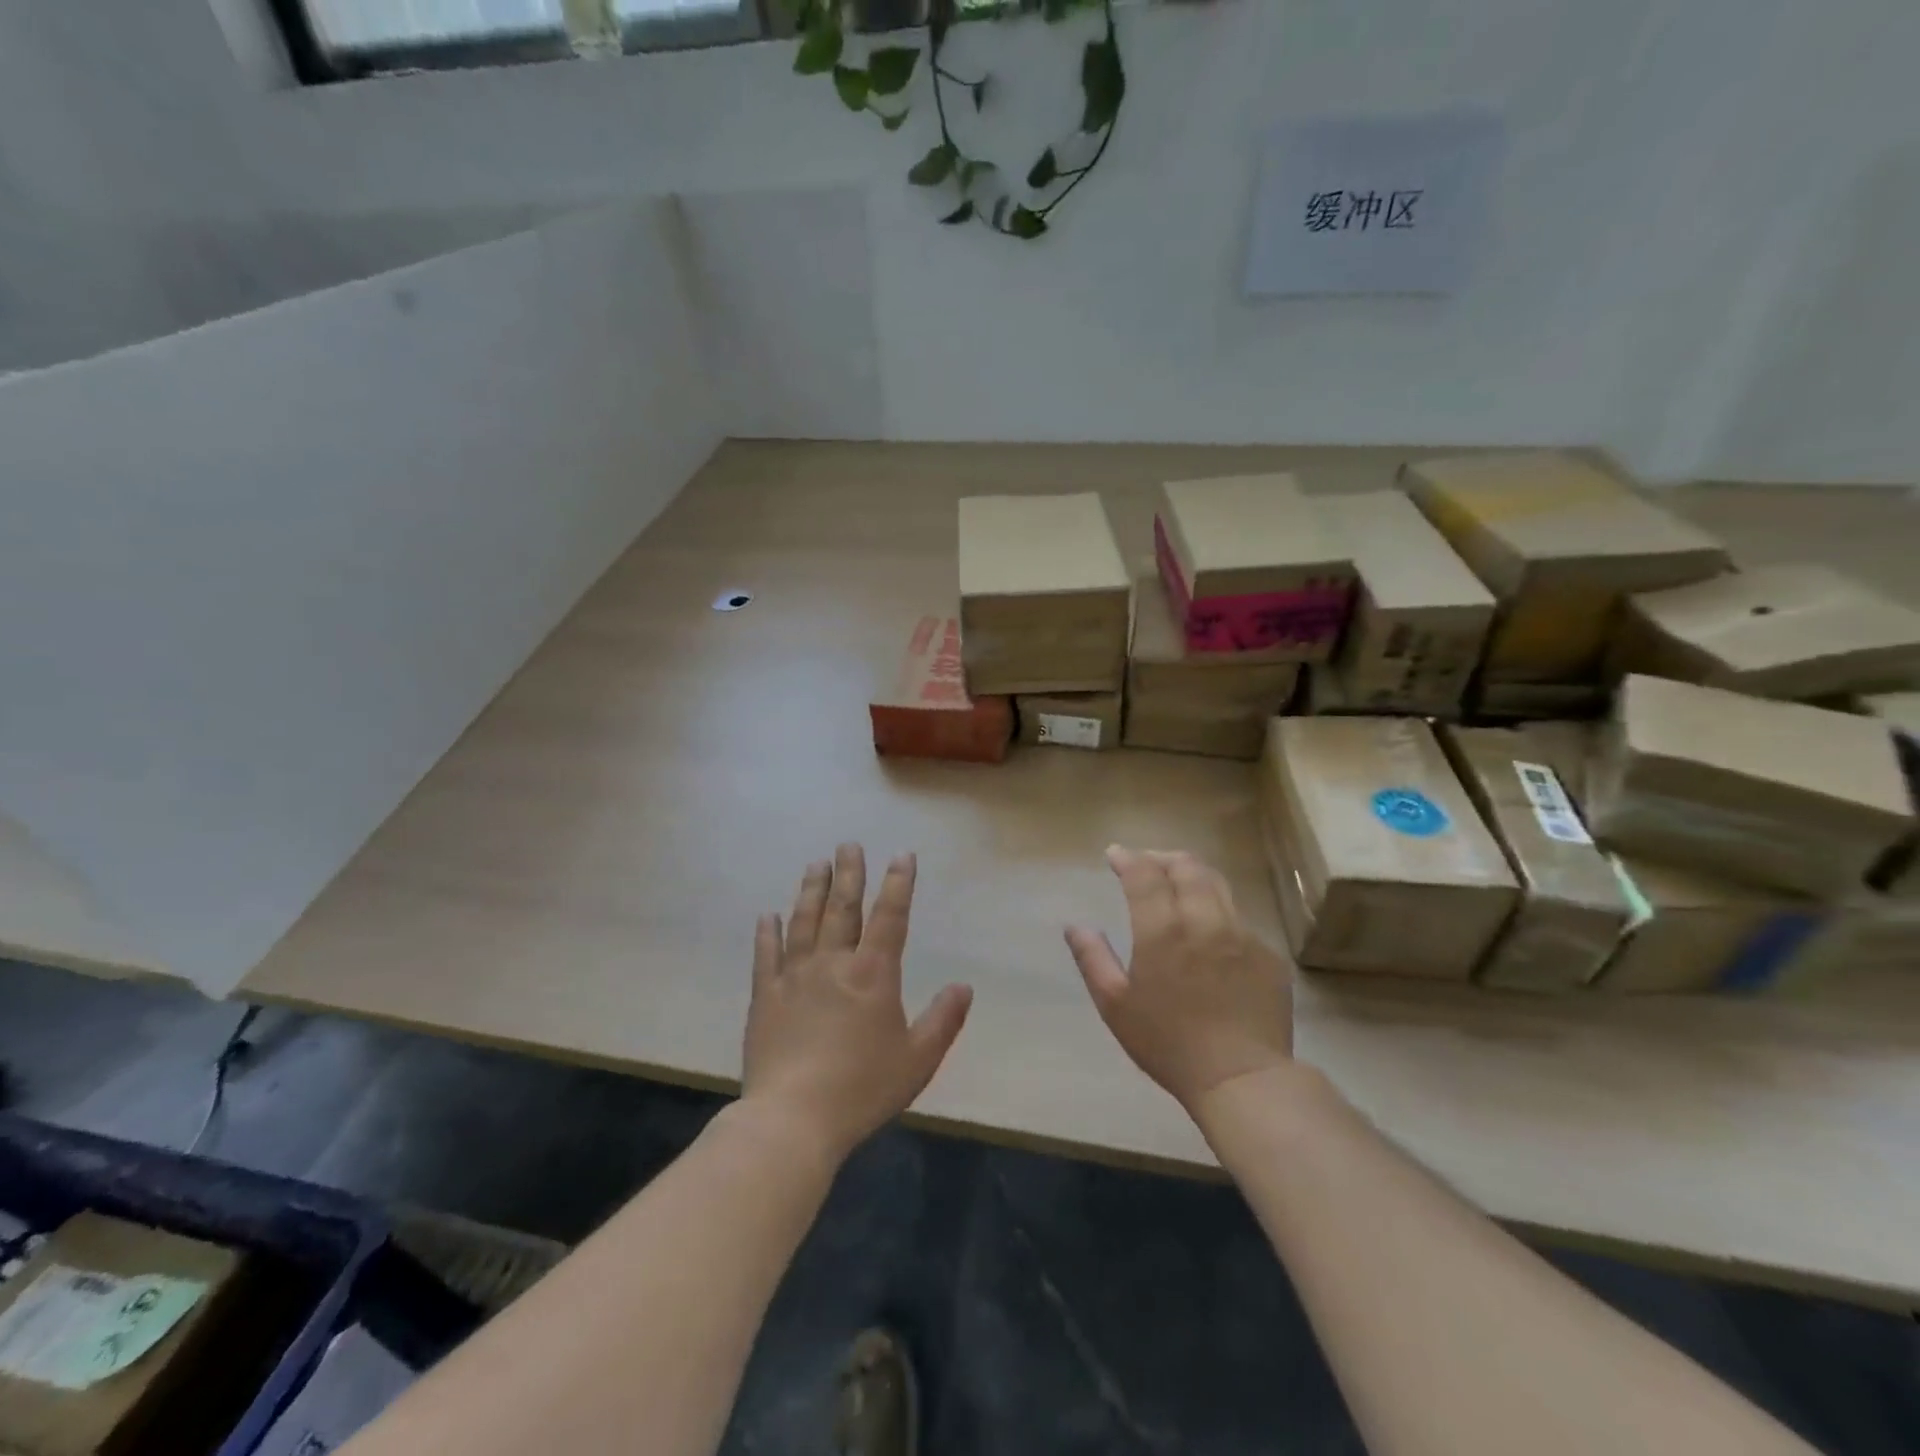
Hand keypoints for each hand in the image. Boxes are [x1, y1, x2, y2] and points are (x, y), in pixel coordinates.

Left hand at [742, 844, 972, 1162]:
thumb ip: (944, 1020)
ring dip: (811, 890)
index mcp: (872, 975)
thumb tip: (964, 986)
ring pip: (803, 922)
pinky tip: (767, 915)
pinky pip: (766, 955)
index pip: (889, 917)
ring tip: (815, 864)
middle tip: (848, 845)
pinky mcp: (765, 997)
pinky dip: (767, 933)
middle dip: (849, 874)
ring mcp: (794, 977)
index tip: (902, 855)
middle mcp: (833, 964)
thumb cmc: (862, 1088)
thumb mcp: (918, 1060)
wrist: (793, 1119)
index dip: (898, 884)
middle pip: (842, 909)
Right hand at [1065, 846, 1292, 1116]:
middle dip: (1161, 857)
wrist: (1242, 1078)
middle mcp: (1205, 919)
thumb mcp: (1115, 1005)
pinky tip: (1209, 929)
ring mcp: (1242, 934)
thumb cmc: (1168, 1044)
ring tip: (1177, 881)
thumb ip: (1092, 958)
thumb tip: (1075, 926)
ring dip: (1191, 874)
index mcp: (1163, 929)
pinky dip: (1217, 909)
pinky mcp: (1268, 953)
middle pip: (1185, 866)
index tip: (1114, 855)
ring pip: (1217, 884)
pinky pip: (1239, 917)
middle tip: (1146, 863)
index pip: (1144, 873)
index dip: (1127, 858)